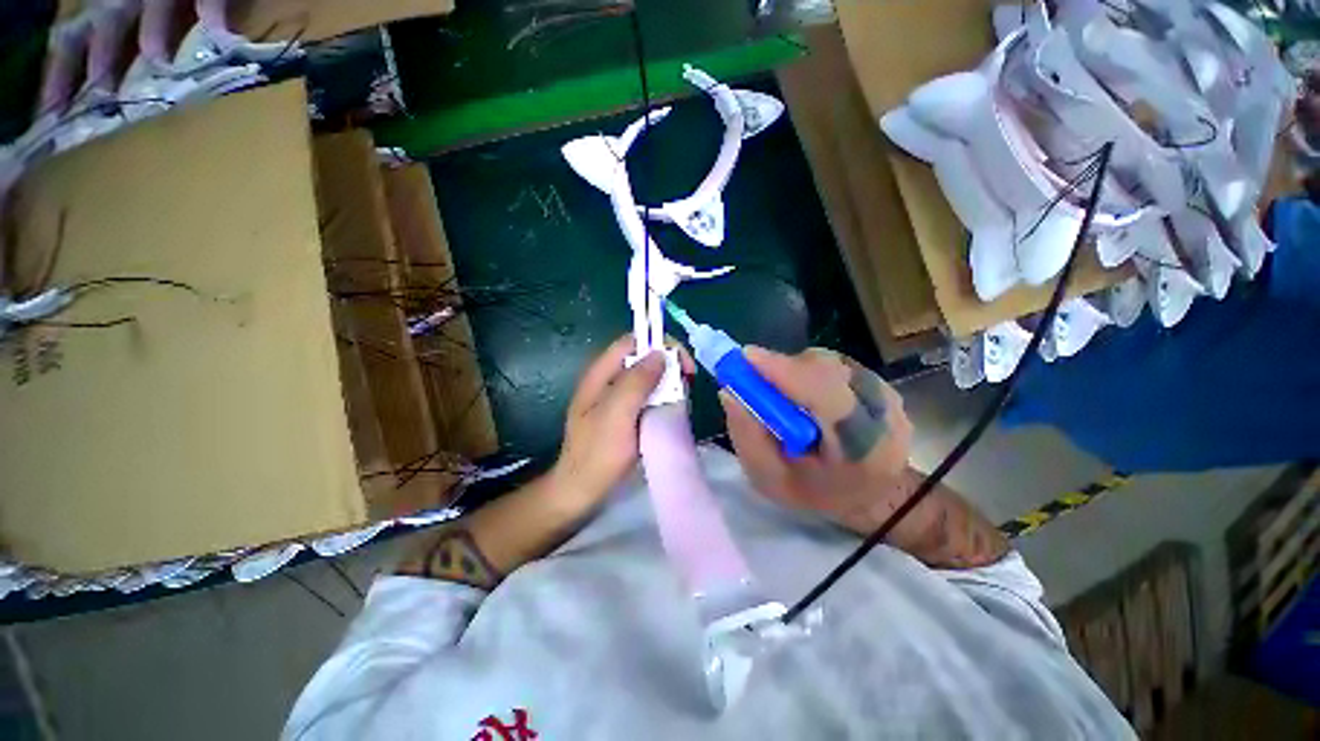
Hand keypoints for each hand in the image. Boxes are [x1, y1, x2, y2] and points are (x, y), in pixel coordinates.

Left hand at [549, 334, 693, 510]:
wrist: (581, 491)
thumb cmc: (597, 453)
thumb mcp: (616, 414)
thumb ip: (636, 382)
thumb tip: (661, 354)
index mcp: (602, 373)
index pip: (633, 341)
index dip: (660, 344)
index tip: (683, 364)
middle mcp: (610, 380)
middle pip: (643, 357)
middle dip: (668, 364)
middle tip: (687, 384)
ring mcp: (618, 397)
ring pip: (649, 377)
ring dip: (668, 383)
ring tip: (682, 399)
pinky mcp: (626, 414)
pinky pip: (649, 396)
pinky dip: (664, 398)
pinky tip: (673, 411)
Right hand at [720, 347, 913, 532]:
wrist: (875, 494)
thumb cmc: (818, 493)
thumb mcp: (771, 480)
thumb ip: (747, 438)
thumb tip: (728, 391)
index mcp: (859, 448)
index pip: (824, 395)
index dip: (782, 371)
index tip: (744, 358)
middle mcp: (881, 412)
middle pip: (823, 369)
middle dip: (782, 369)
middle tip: (755, 381)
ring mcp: (887, 392)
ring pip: (827, 362)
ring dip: (794, 371)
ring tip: (785, 397)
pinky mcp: (882, 380)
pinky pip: (833, 363)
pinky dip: (808, 371)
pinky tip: (806, 395)